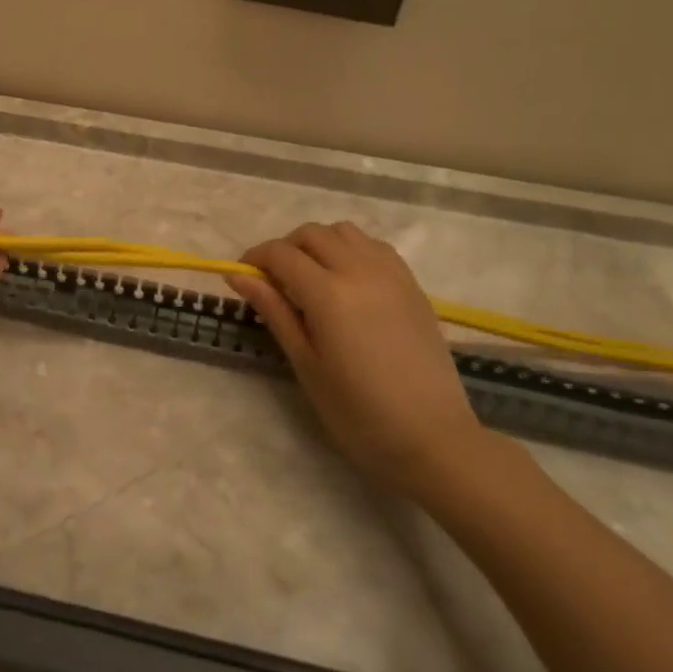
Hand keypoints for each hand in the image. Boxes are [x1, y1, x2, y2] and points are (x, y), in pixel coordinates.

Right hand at [229, 223, 486, 498]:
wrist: (433, 439)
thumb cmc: (358, 413)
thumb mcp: (306, 364)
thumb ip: (274, 311)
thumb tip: (238, 275)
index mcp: (328, 293)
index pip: (281, 254)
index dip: (255, 258)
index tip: (242, 276)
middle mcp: (360, 270)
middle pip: (312, 234)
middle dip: (285, 248)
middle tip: (275, 281)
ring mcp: (391, 274)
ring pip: (344, 232)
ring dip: (320, 244)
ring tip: (311, 278)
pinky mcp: (412, 285)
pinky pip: (374, 246)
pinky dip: (351, 250)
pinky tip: (347, 281)